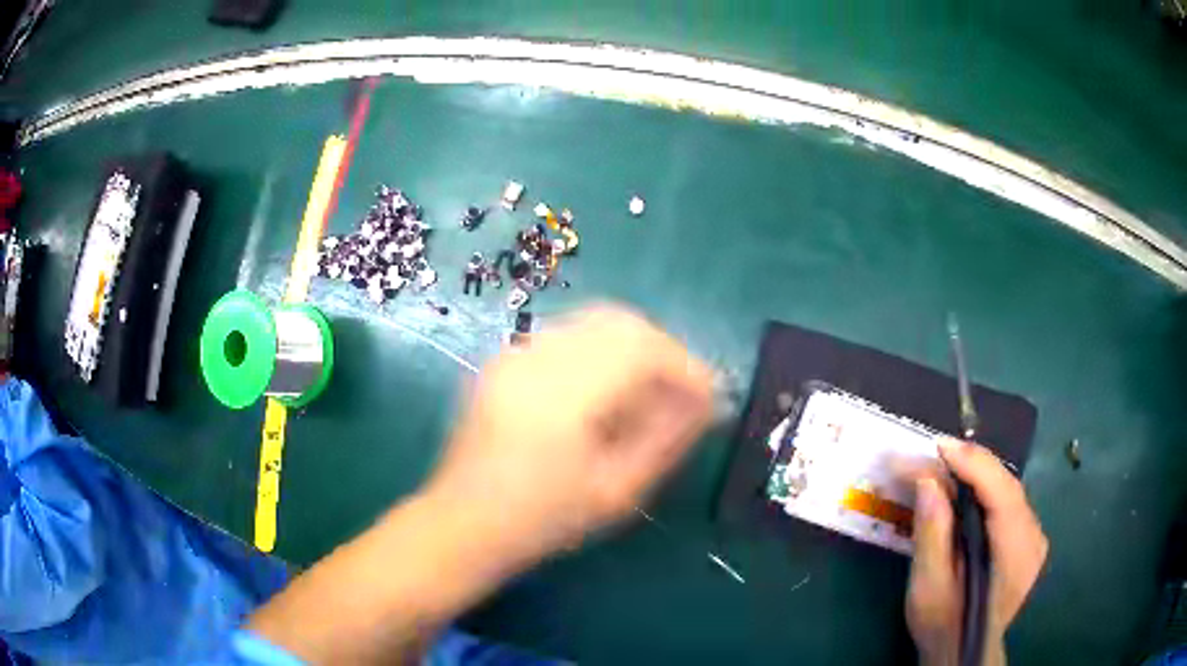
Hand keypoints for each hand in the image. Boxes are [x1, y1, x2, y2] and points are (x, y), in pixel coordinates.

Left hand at [425, 306, 714, 567]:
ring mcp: (514, 353)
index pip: (641, 348)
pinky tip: (606, 390)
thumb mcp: (617, 492)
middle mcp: (535, 360)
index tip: (708, 396)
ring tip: (648, 393)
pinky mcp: (504, 358)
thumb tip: (705, 400)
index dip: (684, 367)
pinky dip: (601, 351)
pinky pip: (567, 335)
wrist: (463, 522)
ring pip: (594, 322)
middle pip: (620, 322)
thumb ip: (667, 438)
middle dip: (663, 351)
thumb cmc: (543, 521)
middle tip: (681, 392)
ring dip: (633, 348)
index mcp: (561, 398)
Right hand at [906, 438, 1048, 665]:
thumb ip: (933, 536)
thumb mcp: (929, 589)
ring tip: (943, 466)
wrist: (963, 651)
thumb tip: (928, 481)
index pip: (1002, 494)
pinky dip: (982, 489)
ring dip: (975, 474)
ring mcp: (1034, 536)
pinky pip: (1006, 501)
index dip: (973, 464)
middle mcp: (1034, 538)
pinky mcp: (1027, 537)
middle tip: (933, 454)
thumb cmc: (943, 626)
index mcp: (1016, 556)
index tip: (939, 446)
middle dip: (970, 464)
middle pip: (1006, 486)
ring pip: (1006, 490)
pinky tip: (962, 490)